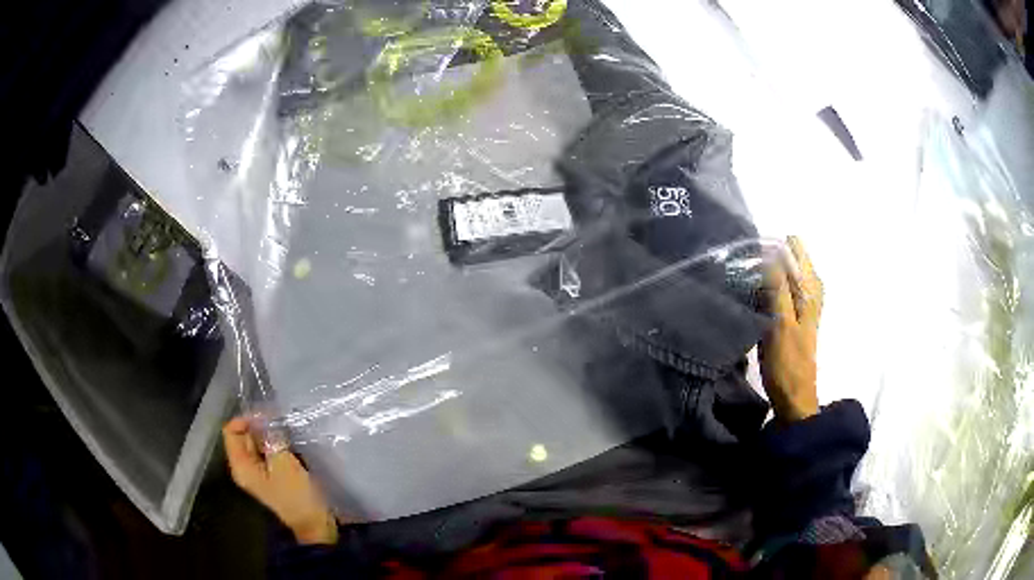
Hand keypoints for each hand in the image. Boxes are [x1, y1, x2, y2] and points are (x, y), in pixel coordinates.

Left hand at [222, 417, 338, 544]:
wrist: (314, 524)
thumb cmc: (296, 496)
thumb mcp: (284, 464)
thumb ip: (272, 439)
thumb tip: (267, 418)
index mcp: (241, 465)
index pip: (231, 430)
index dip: (247, 419)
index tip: (268, 418)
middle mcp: (244, 466)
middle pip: (244, 435)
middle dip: (261, 427)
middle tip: (282, 423)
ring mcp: (258, 472)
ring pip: (257, 443)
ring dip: (271, 435)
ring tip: (288, 432)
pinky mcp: (272, 474)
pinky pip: (268, 452)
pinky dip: (277, 445)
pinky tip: (291, 444)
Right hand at [760, 236, 821, 421]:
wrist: (794, 396)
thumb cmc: (788, 362)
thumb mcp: (781, 322)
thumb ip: (778, 286)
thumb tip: (771, 250)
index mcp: (811, 288)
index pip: (794, 249)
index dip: (773, 248)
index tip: (752, 256)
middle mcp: (810, 290)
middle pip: (789, 258)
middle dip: (769, 258)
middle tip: (748, 271)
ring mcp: (803, 302)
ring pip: (784, 273)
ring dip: (767, 273)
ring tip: (749, 281)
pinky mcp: (793, 314)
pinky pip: (781, 289)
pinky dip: (769, 287)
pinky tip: (756, 296)